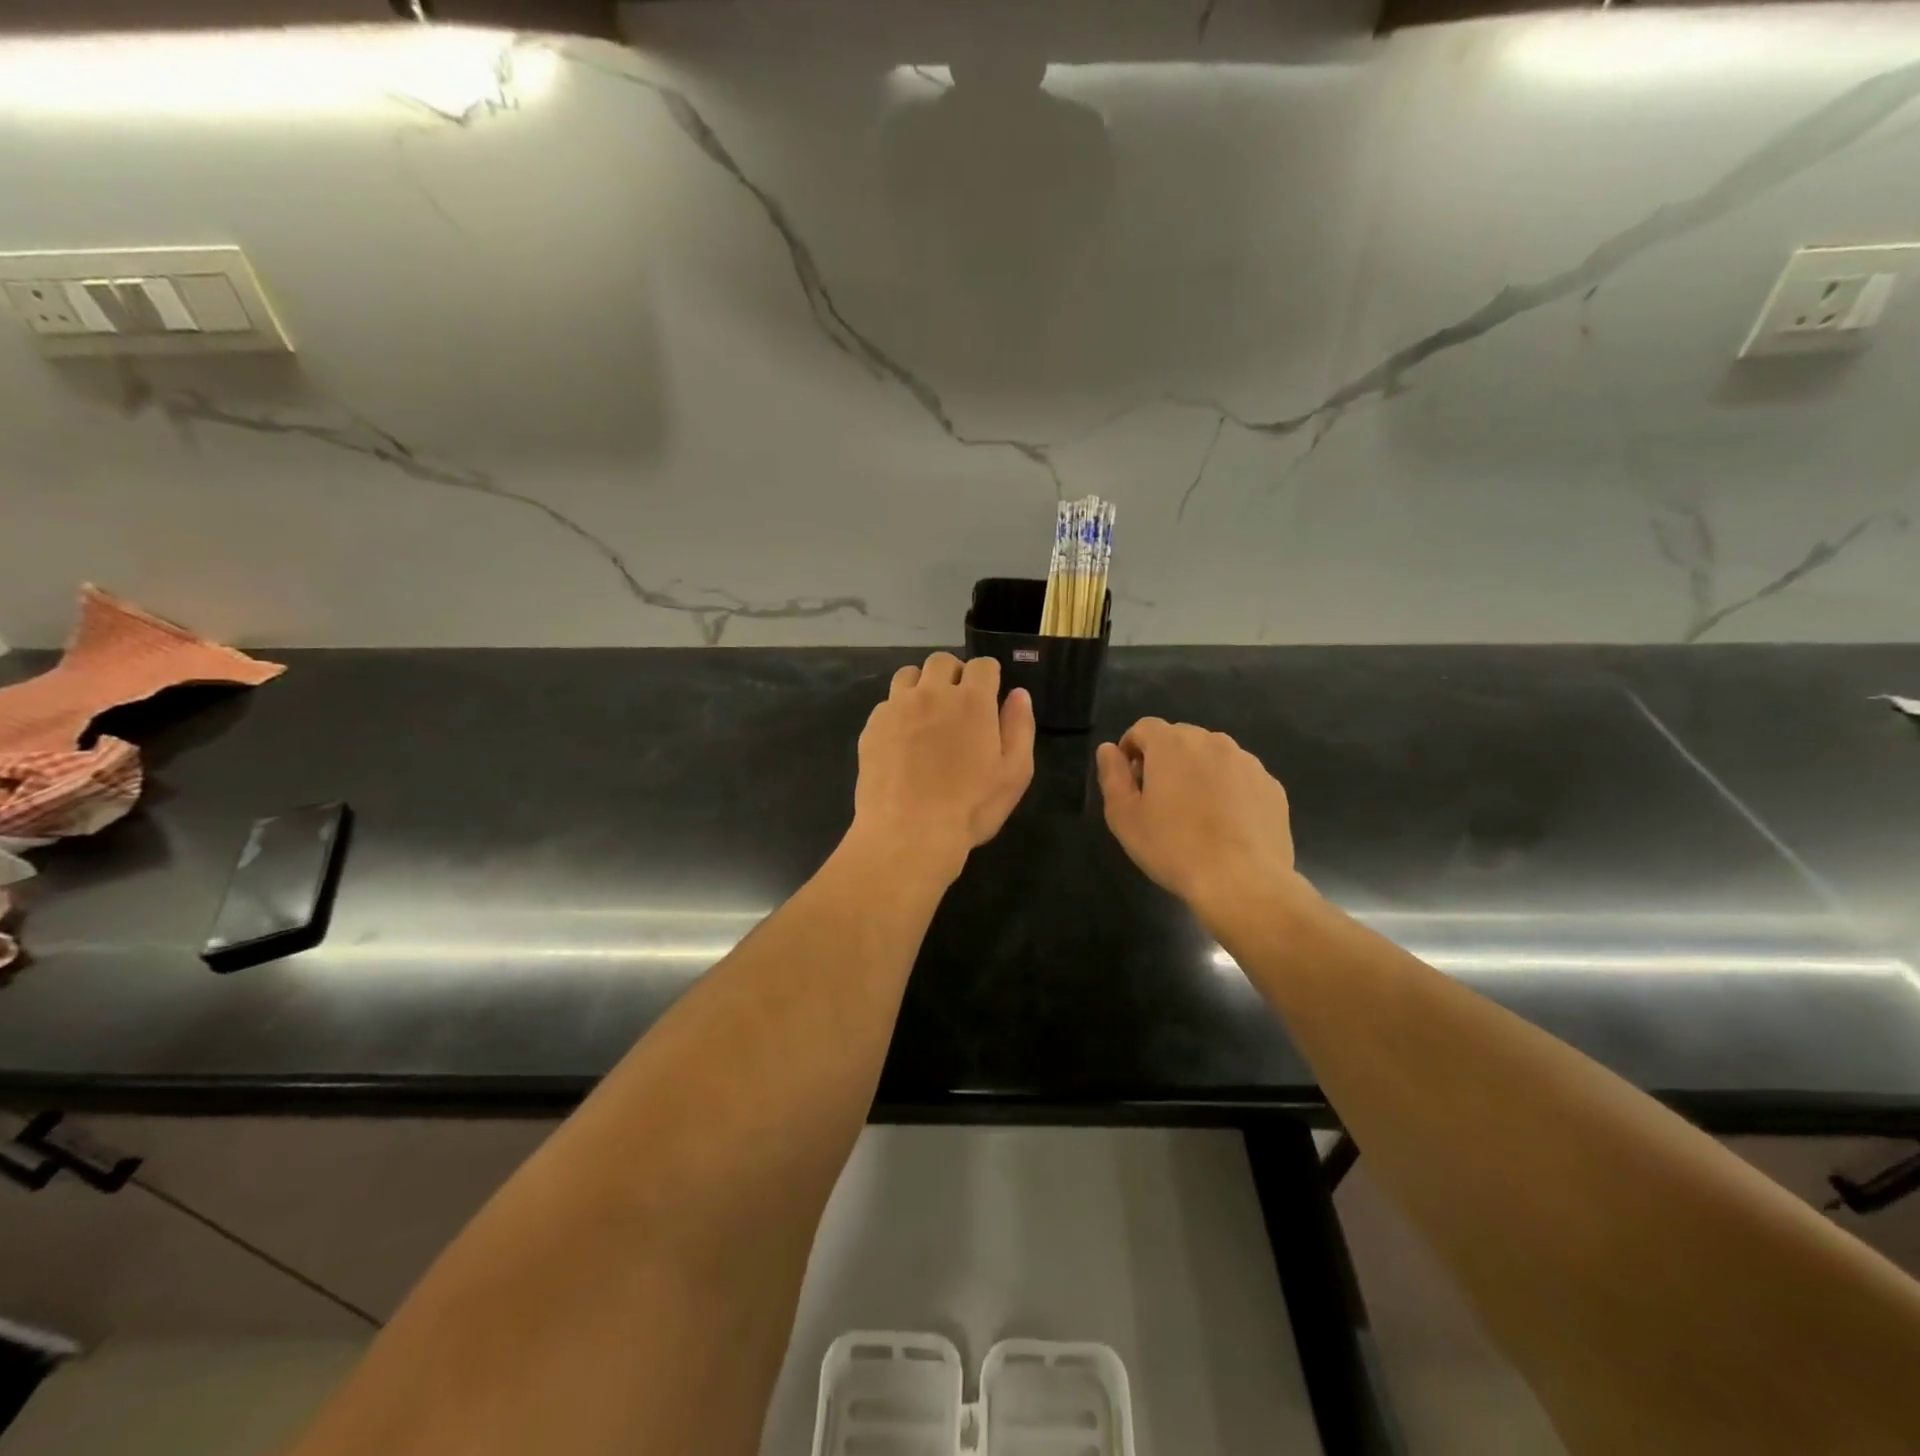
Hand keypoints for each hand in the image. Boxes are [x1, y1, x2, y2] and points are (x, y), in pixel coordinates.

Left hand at [852, 652, 1034, 879]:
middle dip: (954, 674)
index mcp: (972, 701)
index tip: (990, 697)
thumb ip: (1019, 727)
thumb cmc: (970, 807)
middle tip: (959, 704)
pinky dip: (898, 711)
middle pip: (942, 661)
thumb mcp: (1015, 773)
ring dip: (922, 685)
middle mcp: (932, 693)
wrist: (908, 834)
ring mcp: (897, 708)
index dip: (990, 677)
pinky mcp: (872, 727)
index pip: (983, 665)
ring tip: (927, 714)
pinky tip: (903, 739)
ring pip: (908, 674)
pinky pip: (887, 703)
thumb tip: (1018, 694)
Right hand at [1095, 718, 1304, 919]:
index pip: (1144, 728)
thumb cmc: (1173, 847)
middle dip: (1166, 760)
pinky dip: (1229, 791)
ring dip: (1199, 773)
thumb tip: (1109, 749)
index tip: (1131, 783)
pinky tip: (1226, 825)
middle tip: (1160, 801)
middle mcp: (1212, 741)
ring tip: (1196, 814)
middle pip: (1180, 738)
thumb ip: (1112, 775)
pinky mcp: (1272, 786)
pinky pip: (1240, 778)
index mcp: (1172, 743)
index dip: (1131, 750)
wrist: (1242, 881)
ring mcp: (1247, 762)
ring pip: (1213, 757)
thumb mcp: (1124, 816)